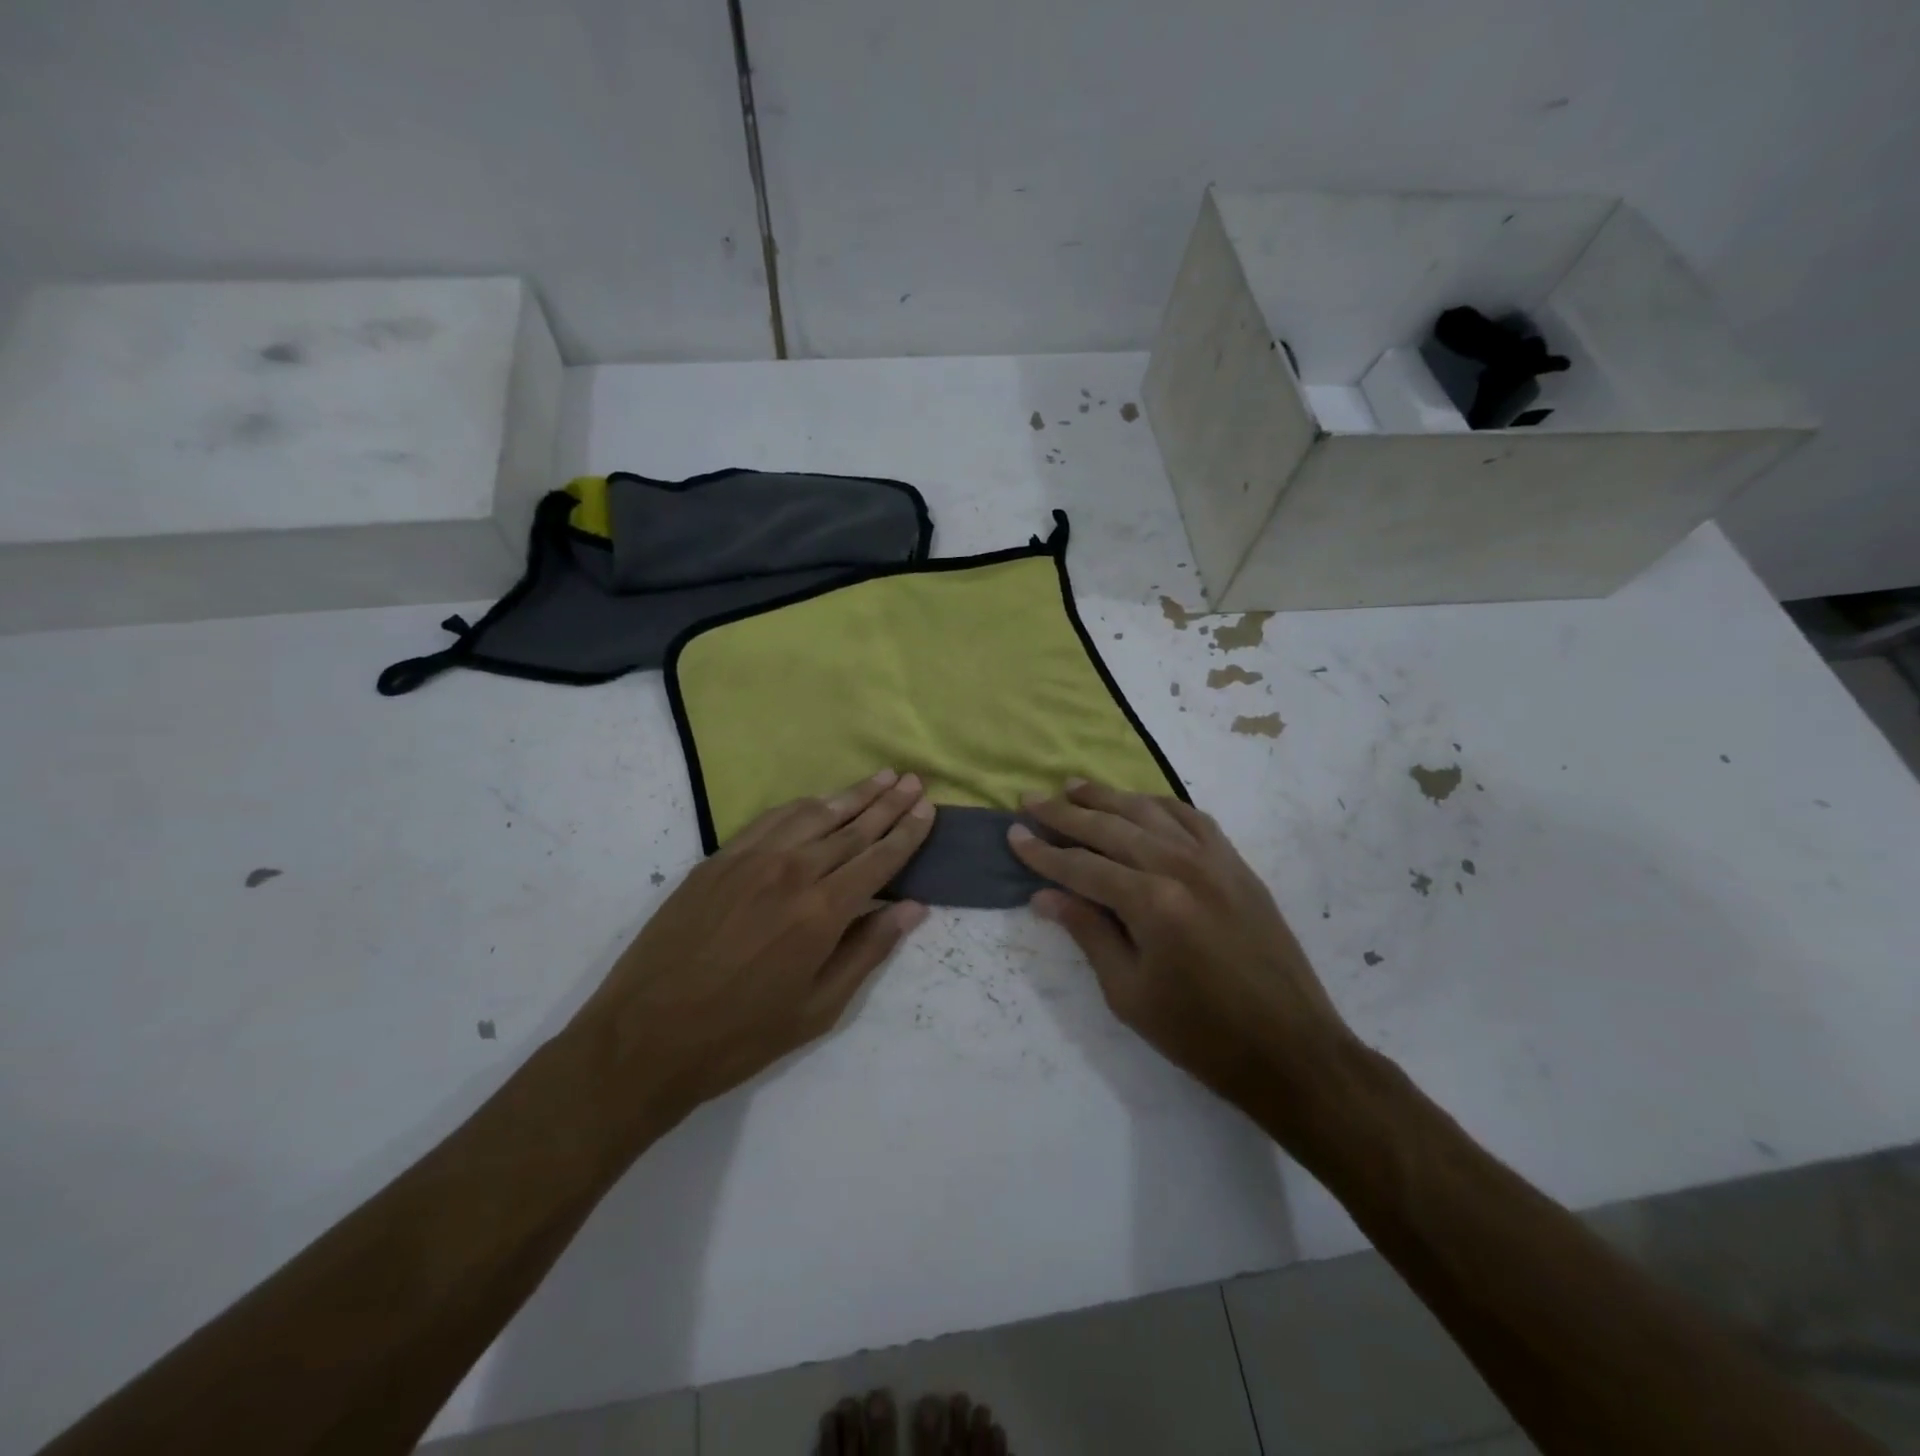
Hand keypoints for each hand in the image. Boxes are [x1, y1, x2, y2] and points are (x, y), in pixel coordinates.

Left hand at [578, 771, 934, 1134]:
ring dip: (850, 794)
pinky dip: (802, 805)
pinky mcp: (718, 859)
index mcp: (822, 912)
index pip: (878, 858)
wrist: (645, 1037)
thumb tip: (913, 908)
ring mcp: (750, 859)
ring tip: (879, 777)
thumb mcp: (818, 1009)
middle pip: (851, 827)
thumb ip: (868, 951)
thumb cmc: (741, 1035)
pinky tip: (817, 800)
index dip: (907, 832)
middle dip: (887, 802)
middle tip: (912, 779)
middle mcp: (791, 872)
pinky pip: (771, 819)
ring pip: (813, 814)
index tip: (927, 807)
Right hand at [1007, 780, 1352, 1129]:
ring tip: (1074, 786)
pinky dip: (1159, 804)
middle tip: (1031, 798)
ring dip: (1108, 797)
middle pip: (1111, 828)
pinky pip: (1191, 818)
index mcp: (1152, 902)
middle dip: (1065, 812)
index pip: (1082, 866)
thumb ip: (1088, 933)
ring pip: (1150, 812)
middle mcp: (1181, 866)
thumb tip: (1044, 896)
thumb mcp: (1128, 994)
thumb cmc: (1200, 1034)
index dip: (1042, 851)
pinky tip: (1139, 803)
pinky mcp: (1237, 864)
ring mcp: (1215, 860)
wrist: (1290, 1048)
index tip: (1012, 833)